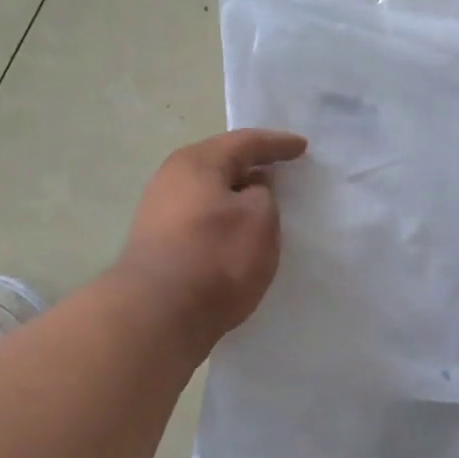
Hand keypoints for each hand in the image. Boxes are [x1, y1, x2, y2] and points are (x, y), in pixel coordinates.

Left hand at [115, 128, 307, 342]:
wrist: (158, 314)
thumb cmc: (216, 257)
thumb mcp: (260, 219)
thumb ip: (263, 195)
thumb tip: (249, 190)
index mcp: (198, 162)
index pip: (245, 142)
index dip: (276, 144)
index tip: (302, 147)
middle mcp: (171, 178)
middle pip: (220, 163)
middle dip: (251, 164)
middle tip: (280, 167)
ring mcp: (158, 211)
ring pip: (208, 192)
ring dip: (235, 194)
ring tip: (262, 202)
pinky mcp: (156, 243)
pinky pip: (199, 216)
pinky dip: (222, 216)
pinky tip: (235, 231)